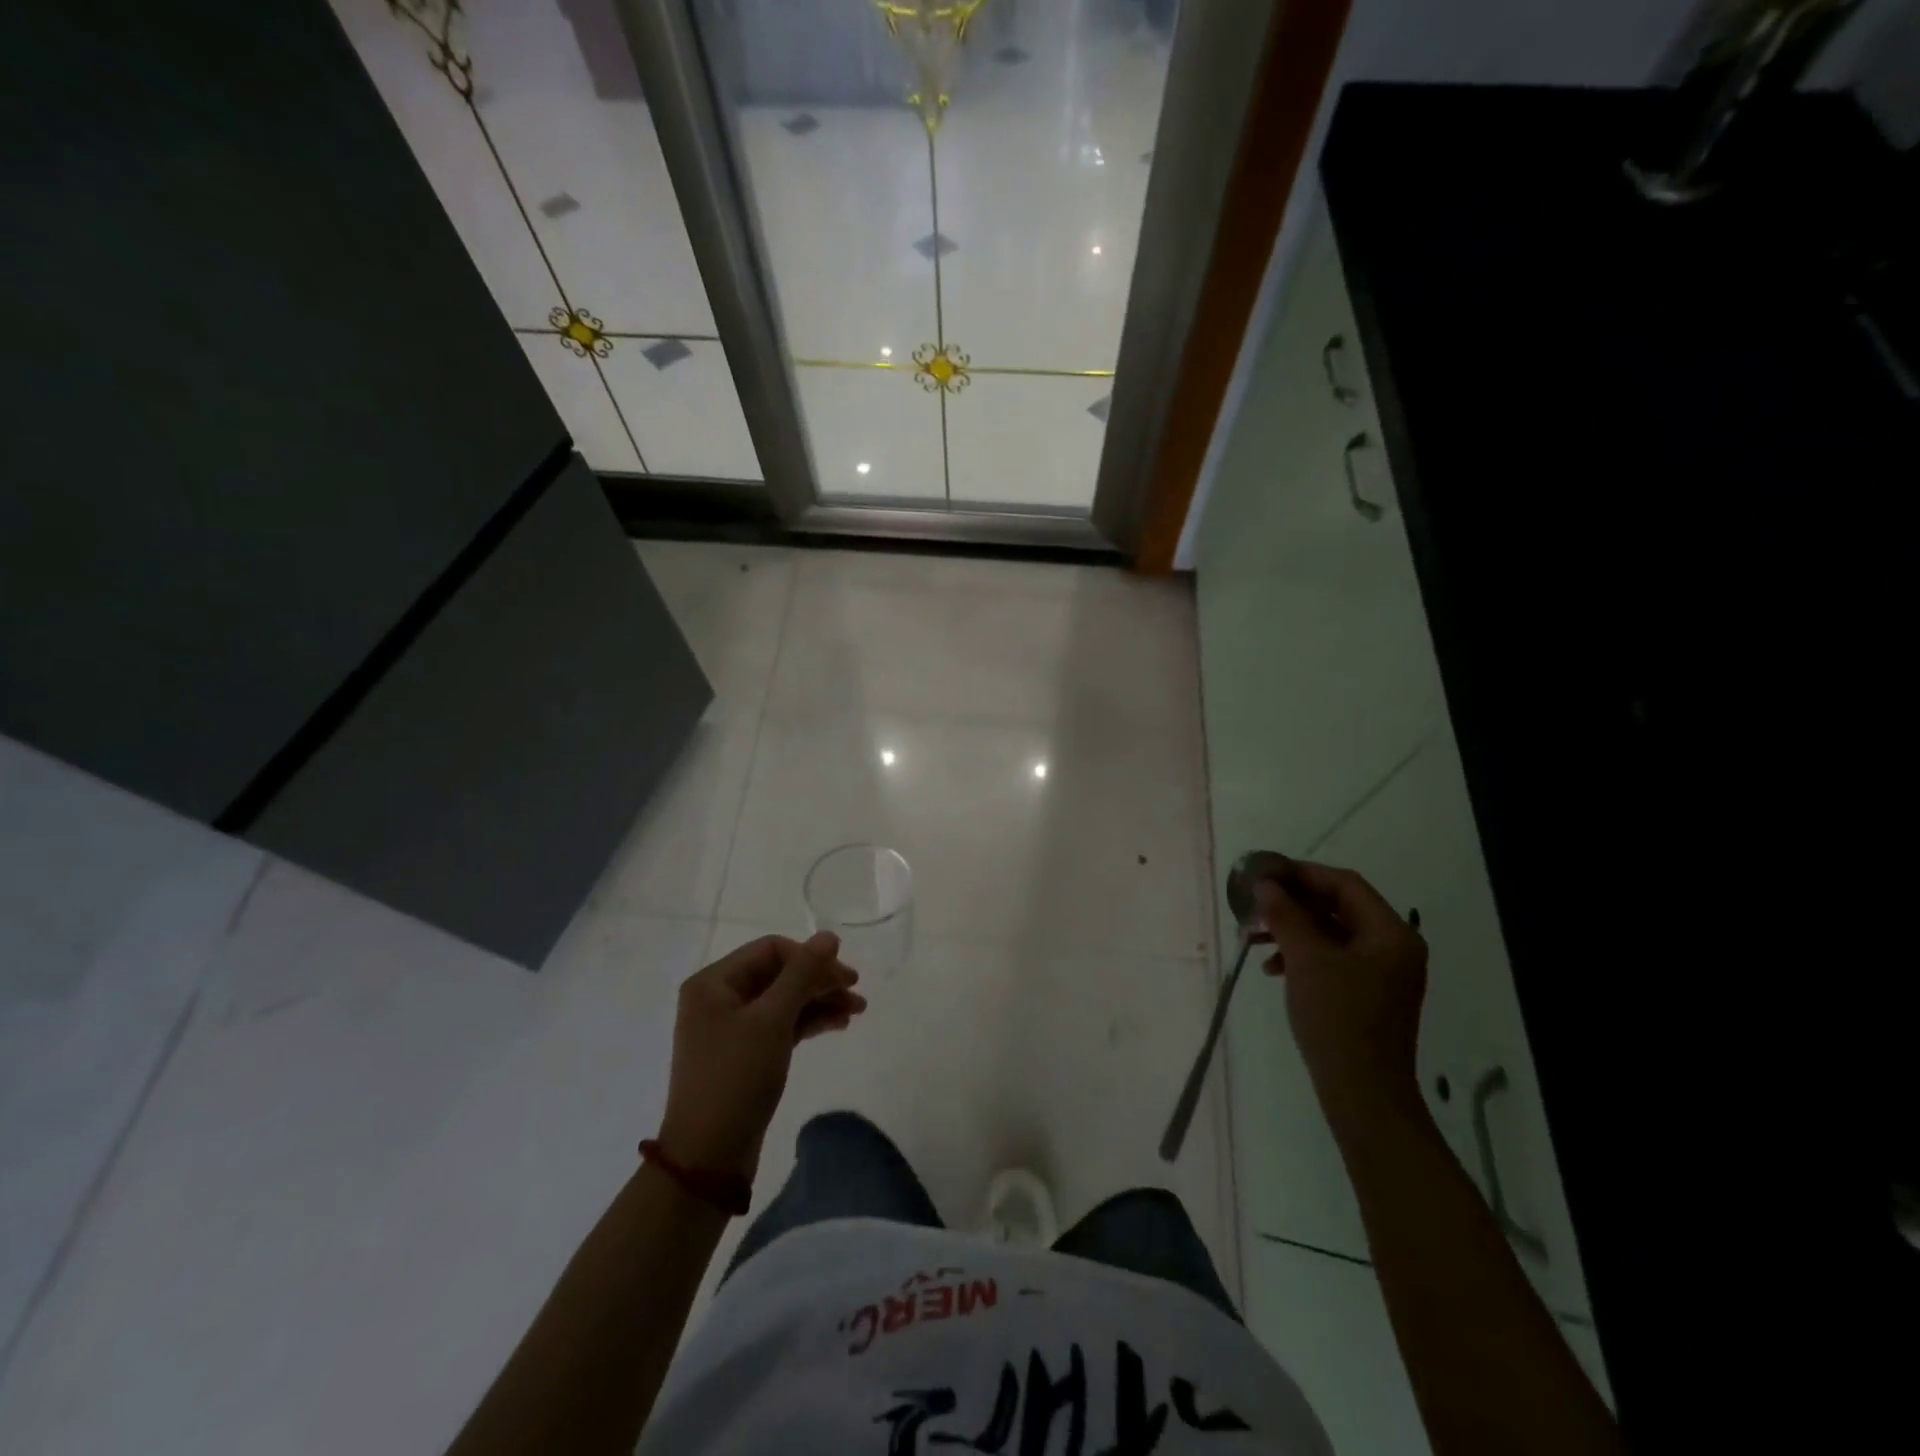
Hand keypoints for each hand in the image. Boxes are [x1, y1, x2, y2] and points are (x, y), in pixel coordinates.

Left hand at [657, 932, 865, 1180]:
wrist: (708, 1157)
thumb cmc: (736, 1078)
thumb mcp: (772, 1021)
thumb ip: (803, 974)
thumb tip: (829, 936)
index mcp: (713, 982)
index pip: (771, 950)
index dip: (810, 957)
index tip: (846, 976)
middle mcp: (719, 998)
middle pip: (779, 974)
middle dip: (819, 980)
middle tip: (857, 992)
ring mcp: (731, 1027)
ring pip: (783, 1000)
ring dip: (819, 1001)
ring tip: (857, 1011)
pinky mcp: (744, 1053)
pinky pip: (780, 1024)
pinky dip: (808, 1022)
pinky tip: (837, 1025)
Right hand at [1253, 858, 1427, 1109]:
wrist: (1362, 1094)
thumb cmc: (1338, 1019)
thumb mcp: (1307, 960)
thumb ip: (1285, 915)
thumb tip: (1265, 885)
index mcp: (1390, 933)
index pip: (1345, 884)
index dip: (1302, 873)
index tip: (1263, 874)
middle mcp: (1393, 947)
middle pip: (1338, 907)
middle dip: (1292, 903)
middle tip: (1254, 904)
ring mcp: (1382, 973)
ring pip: (1331, 933)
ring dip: (1292, 929)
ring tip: (1253, 937)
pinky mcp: (1367, 994)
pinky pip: (1333, 958)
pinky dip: (1302, 955)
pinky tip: (1272, 968)